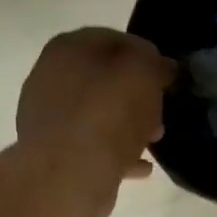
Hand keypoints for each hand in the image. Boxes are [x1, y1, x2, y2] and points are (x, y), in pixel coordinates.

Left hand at [17, 29, 174, 216]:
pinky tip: (141, 166)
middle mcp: (50, 77)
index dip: (146, 55)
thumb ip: (155, 63)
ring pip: (99, 113)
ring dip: (129, 124)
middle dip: (137, 94)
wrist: (68, 176)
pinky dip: (118, 152)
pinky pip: (94, 145)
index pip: (114, 40)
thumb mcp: (143, 75)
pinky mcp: (54, 153)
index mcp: (68, 49)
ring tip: (155, 139)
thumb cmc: (107, 115)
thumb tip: (162, 67)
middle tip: (162, 110)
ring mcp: (49, 118)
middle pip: (104, 79)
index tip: (168, 76)